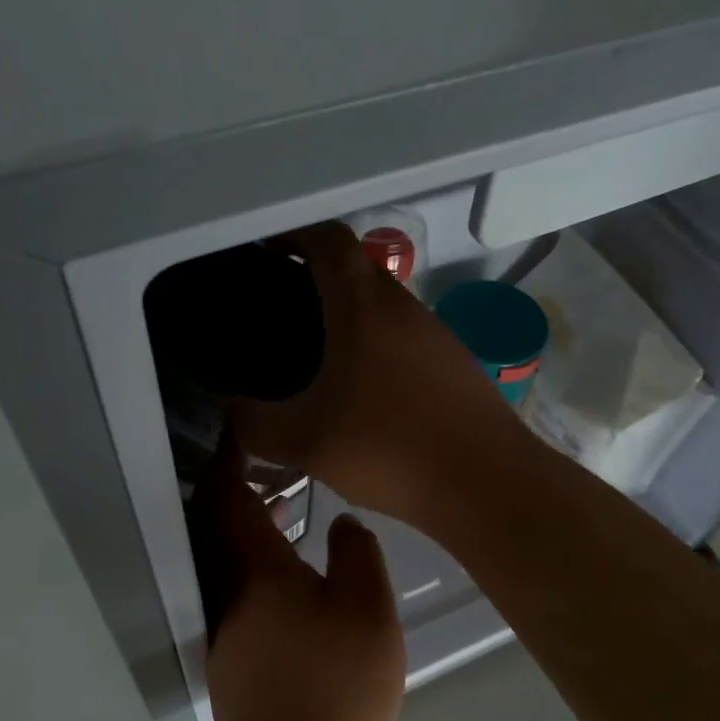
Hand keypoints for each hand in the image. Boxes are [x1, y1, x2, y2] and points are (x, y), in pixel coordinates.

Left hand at [191, 436, 404, 720]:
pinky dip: (251, 565)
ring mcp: (224, 629)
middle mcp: (228, 592)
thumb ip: (357, 554)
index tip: (238, 434)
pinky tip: (290, 580)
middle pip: (216, 527)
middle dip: (235, 490)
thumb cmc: (336, 685)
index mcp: (257, 570)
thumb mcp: (368, 611)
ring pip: (225, 560)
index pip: (229, 498)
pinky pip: (233, 589)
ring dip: (245, 530)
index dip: (230, 461)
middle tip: (267, 468)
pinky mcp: (230, 659)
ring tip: (286, 515)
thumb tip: (340, 521)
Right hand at [232, 223, 529, 525]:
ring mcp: (438, 335)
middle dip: (316, 280)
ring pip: (384, 307)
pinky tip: (364, 396)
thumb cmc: (390, 449)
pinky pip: (406, 340)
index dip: (292, 236)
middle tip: (281, 316)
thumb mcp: (304, 442)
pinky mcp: (456, 366)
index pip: (328, 240)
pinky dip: (377, 349)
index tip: (265, 255)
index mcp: (364, 307)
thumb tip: (234, 409)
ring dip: (349, 319)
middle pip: (357, 270)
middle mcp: (405, 308)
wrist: (486, 484)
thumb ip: (255, 423)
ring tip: (316, 360)